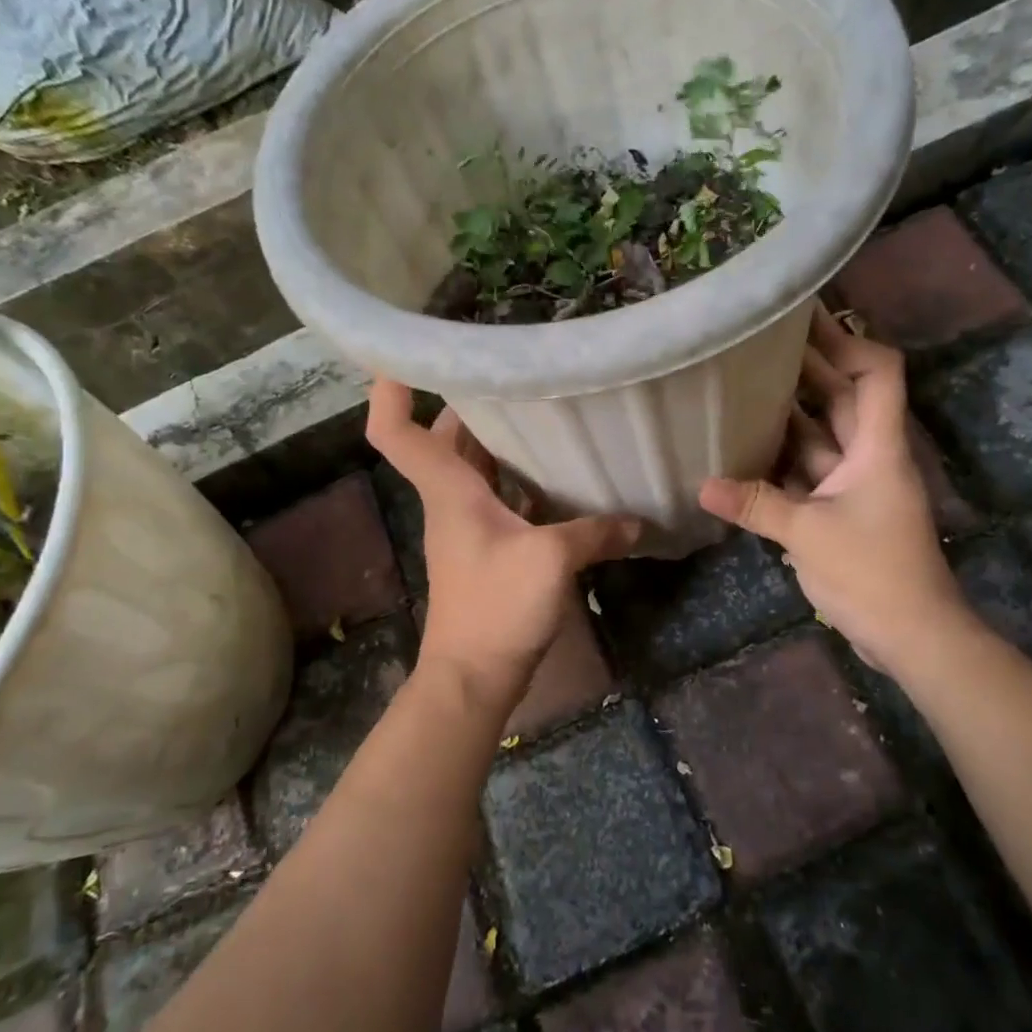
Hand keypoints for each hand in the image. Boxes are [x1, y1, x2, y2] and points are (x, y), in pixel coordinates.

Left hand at [366, 380, 640, 703]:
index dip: (391, 392)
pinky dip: (519, 479)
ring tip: (542, 410)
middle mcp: (451, 500)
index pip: (397, 433)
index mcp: (449, 491)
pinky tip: (558, 474)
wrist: (475, 675)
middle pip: (444, 440)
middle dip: (469, 404)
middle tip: (511, 373)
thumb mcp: (551, 561)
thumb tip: (639, 521)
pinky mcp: (489, 548)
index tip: (402, 355)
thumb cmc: (497, 608)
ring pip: (474, 468)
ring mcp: (468, 526)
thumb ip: (596, 532)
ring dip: (498, 441)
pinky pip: (499, 497)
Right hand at [698, 306, 965, 667]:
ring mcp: (855, 485)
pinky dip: (781, 459)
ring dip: (787, 413)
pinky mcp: (841, 511)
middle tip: (756, 341)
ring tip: (740, 385)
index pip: (877, 372)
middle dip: (806, 367)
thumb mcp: (808, 534)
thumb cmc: (873, 572)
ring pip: (820, 436)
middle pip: (841, 397)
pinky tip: (744, 447)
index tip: (804, 322)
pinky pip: (808, 472)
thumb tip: (702, 485)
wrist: (912, 634)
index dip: (847, 341)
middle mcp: (868, 456)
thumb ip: (756, 504)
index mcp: (877, 447)